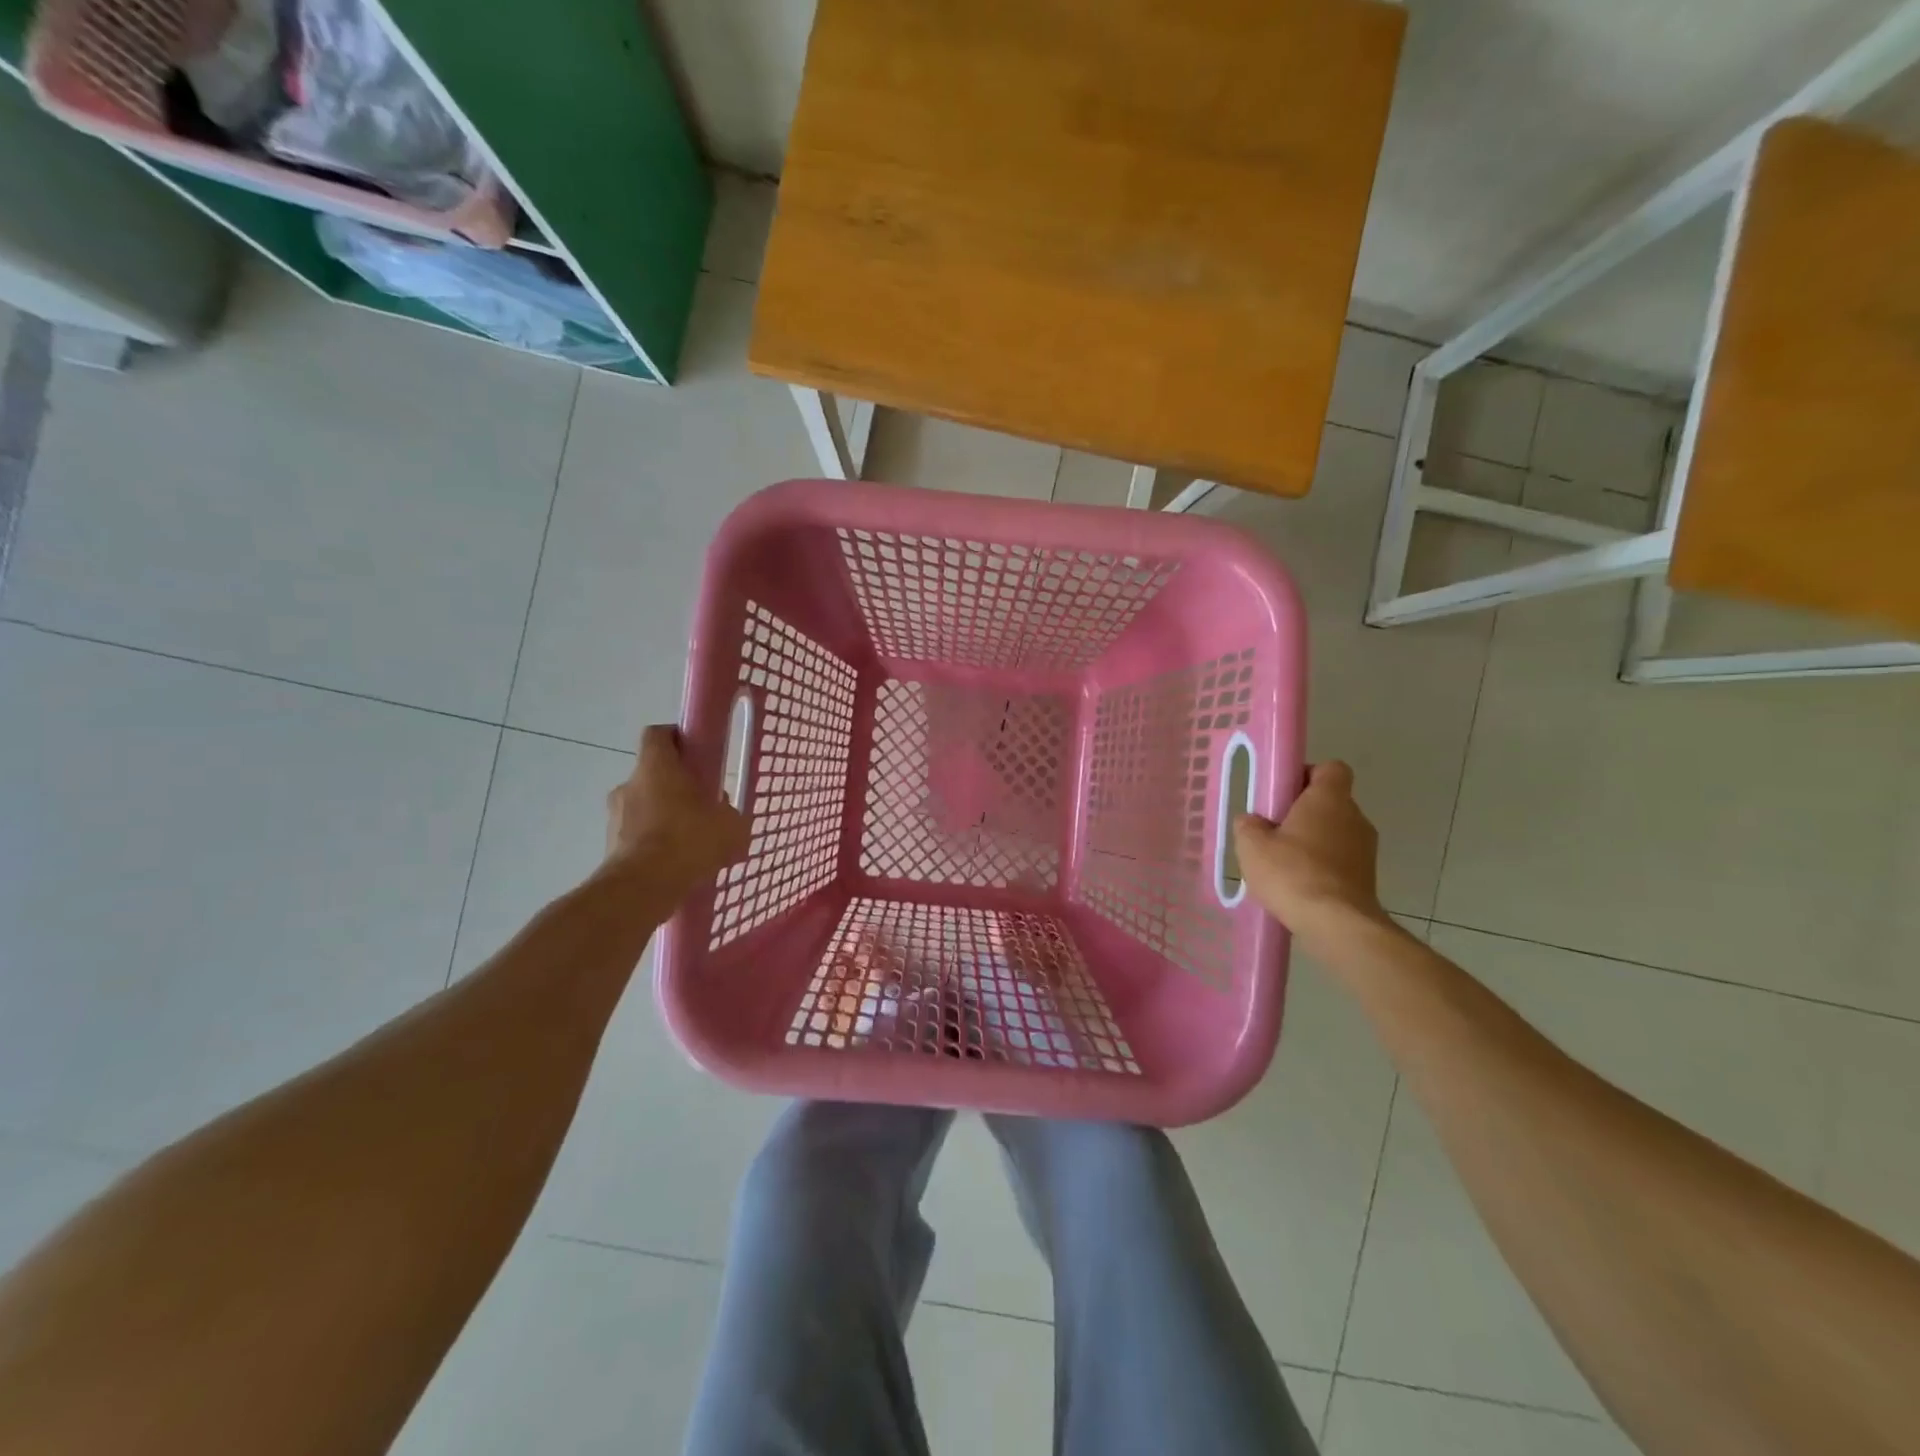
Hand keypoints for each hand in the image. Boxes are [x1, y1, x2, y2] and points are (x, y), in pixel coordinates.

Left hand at [604, 725, 749, 900]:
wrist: (642, 888)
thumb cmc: (688, 841)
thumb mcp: (730, 826)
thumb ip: (731, 815)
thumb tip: (727, 816)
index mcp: (656, 766)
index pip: (658, 734)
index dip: (677, 738)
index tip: (698, 754)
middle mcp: (629, 784)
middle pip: (654, 773)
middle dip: (677, 786)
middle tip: (703, 806)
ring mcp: (616, 816)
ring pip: (646, 806)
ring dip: (665, 816)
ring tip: (692, 842)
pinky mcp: (610, 845)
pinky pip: (638, 835)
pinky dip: (655, 842)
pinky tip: (677, 863)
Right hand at [1234, 761, 1386, 952]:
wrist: (1336, 924)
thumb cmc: (1292, 873)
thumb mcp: (1252, 845)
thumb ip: (1249, 825)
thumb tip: (1253, 821)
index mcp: (1329, 799)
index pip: (1330, 768)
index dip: (1306, 774)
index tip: (1283, 793)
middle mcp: (1355, 817)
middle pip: (1330, 802)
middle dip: (1303, 812)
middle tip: (1273, 830)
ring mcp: (1366, 849)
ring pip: (1335, 832)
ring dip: (1312, 841)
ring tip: (1283, 863)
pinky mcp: (1368, 877)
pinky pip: (1340, 860)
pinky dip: (1322, 866)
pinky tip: (1298, 885)